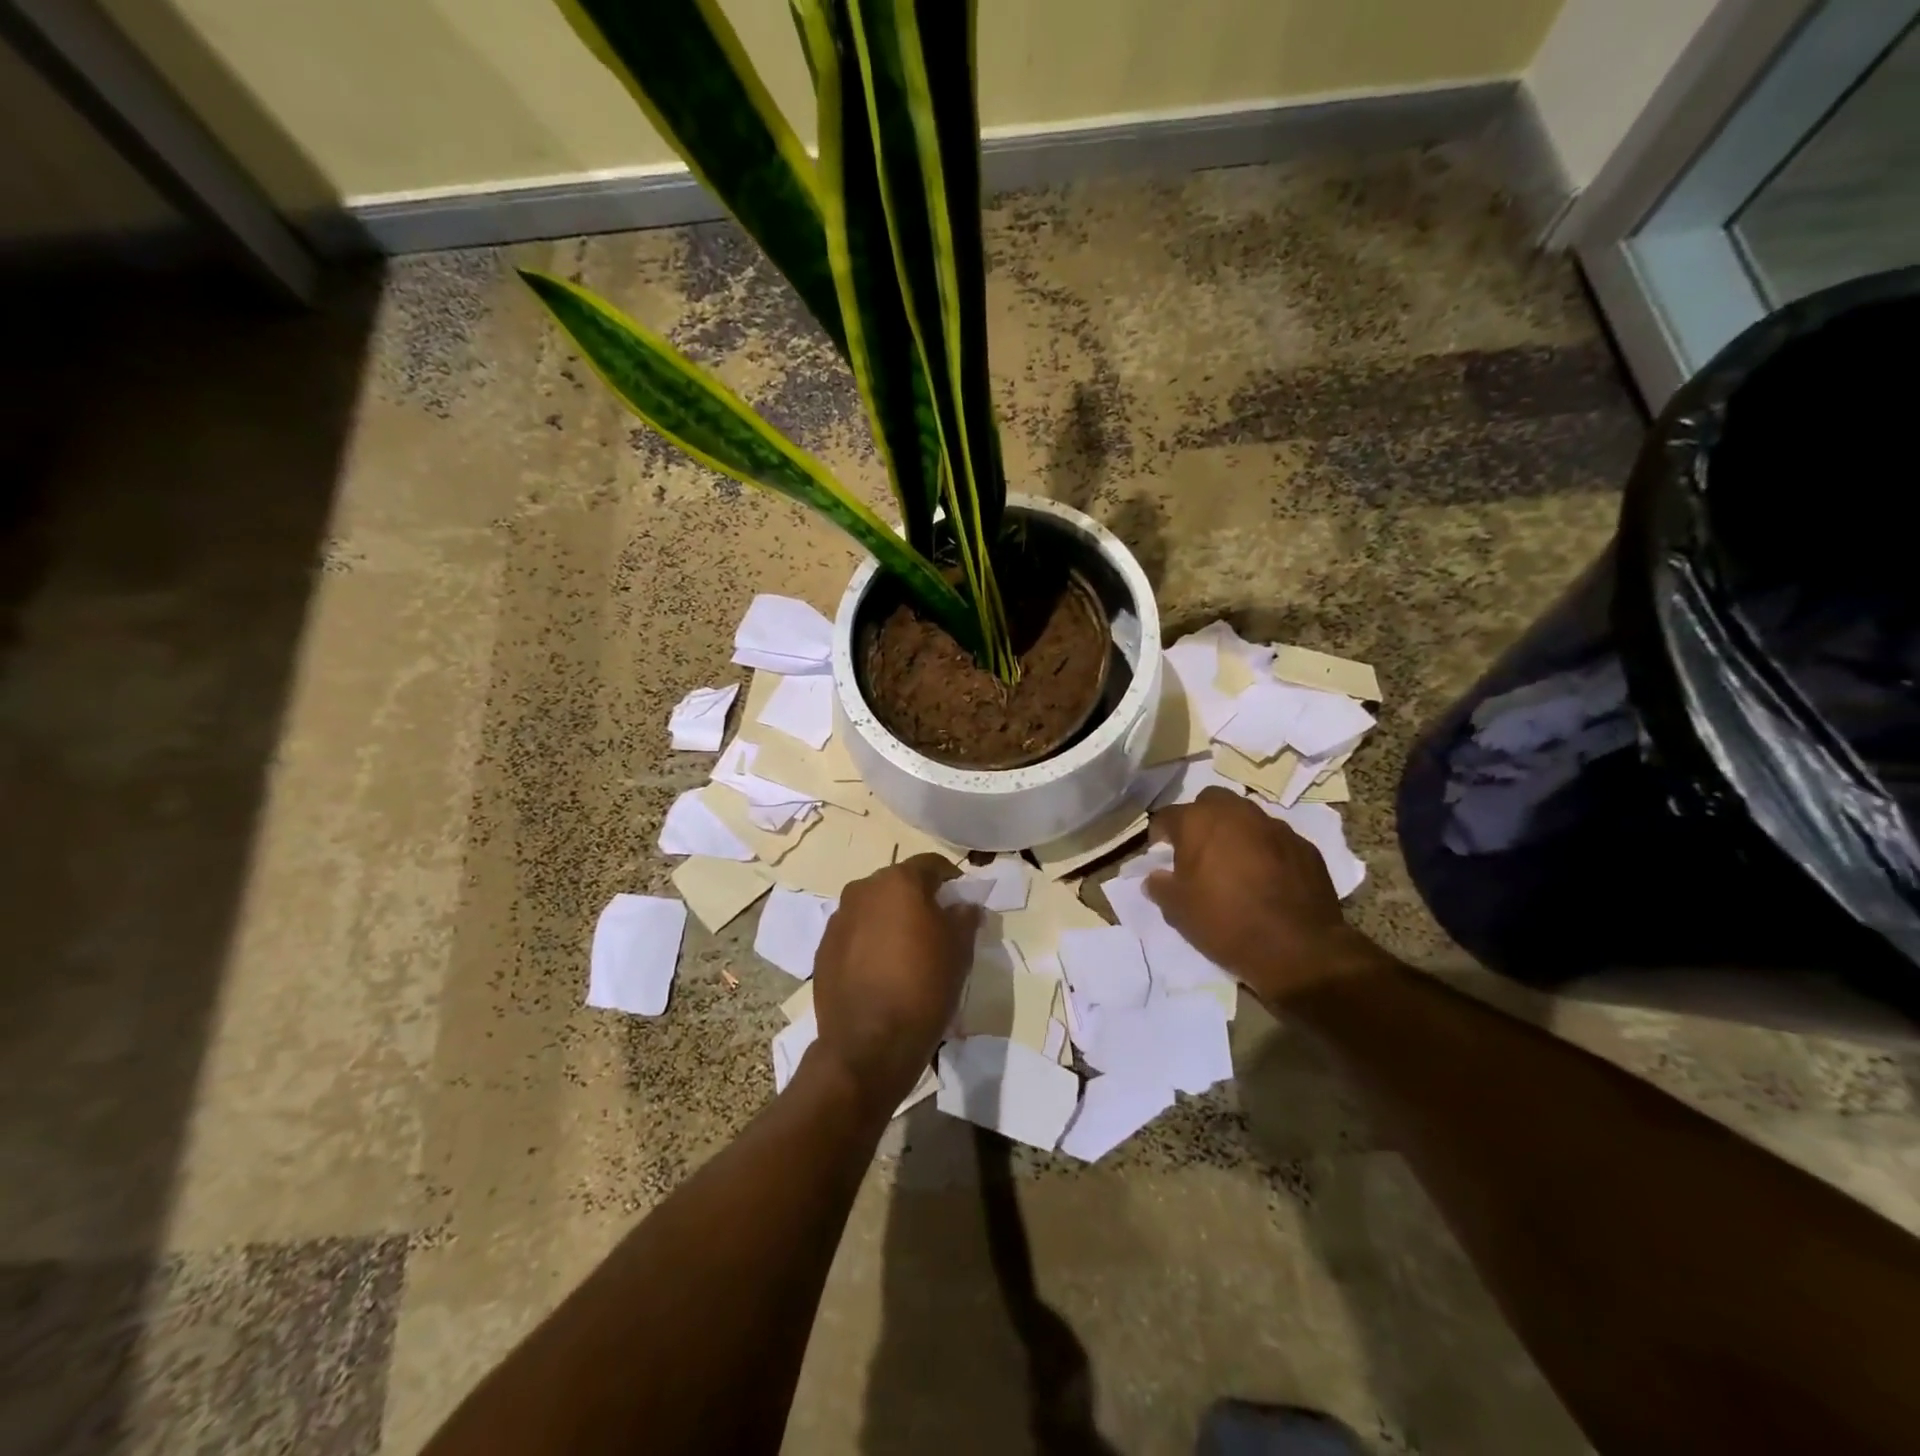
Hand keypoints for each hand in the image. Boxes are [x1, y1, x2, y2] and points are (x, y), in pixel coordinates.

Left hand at [811, 854, 979, 1107]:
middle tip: (937, 925)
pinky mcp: (823, 949)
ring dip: (890, 919)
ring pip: (873, 908)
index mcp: (898, 882)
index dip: (951, 879)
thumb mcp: (960, 950)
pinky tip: (882, 970)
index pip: (931, 865)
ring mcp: (838, 919)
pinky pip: (854, 934)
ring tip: (907, 950)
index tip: (962, 900)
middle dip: (918, 898)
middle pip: (897, 883)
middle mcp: (862, 890)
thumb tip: (963, 906)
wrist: (869, 1043)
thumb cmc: (924, 986)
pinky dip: (869, 942)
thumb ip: (964, 917)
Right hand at [1145, 788, 1378, 1003]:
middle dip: (1201, 820)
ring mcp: (1275, 826)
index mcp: (1198, 822)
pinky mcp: (1304, 846)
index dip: (1160, 834)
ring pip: (1247, 817)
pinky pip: (1276, 840)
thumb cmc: (1225, 922)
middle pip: (1210, 802)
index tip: (1160, 853)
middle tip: (1199, 851)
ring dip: (1236, 833)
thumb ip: (1160, 887)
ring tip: (1235, 864)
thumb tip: (1154, 878)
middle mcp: (1236, 813)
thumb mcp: (1178, 911)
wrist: (1297, 948)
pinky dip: (1266, 851)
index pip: (1167, 816)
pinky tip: (1267, 879)